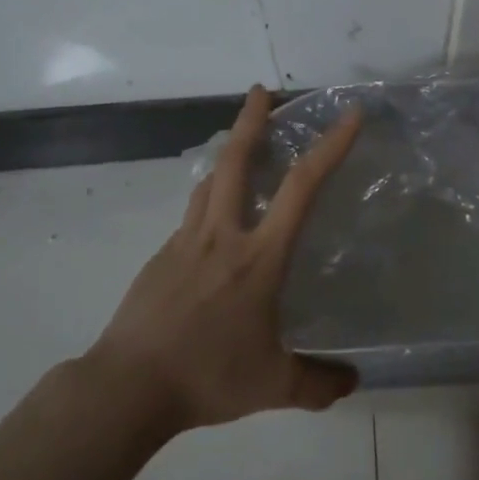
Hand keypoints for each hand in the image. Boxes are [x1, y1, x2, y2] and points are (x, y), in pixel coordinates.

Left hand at [90, 85, 362, 429]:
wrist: (126, 388)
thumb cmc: (206, 376)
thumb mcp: (272, 386)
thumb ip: (317, 384)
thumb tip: (353, 383)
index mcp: (259, 256)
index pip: (301, 188)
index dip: (330, 147)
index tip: (349, 115)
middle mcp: (223, 235)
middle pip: (236, 161)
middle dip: (252, 120)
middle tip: (262, 91)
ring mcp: (185, 242)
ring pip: (209, 183)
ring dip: (227, 155)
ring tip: (240, 145)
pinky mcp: (160, 257)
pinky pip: (191, 216)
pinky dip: (208, 202)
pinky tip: (213, 223)